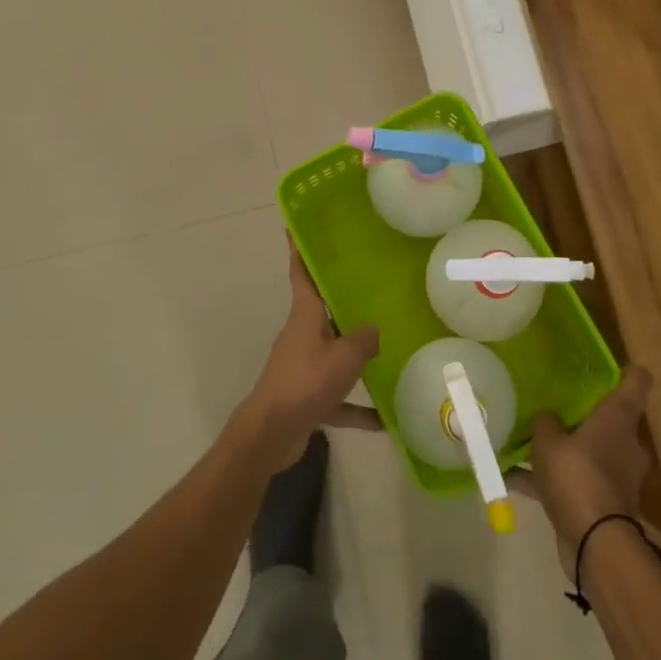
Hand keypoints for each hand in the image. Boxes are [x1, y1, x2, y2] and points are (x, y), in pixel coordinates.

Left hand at [236, 241, 382, 469]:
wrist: (271, 433)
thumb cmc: (306, 381)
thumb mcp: (345, 356)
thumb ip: (364, 339)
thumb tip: (374, 332)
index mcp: (305, 314)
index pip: (302, 272)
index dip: (300, 248)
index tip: (296, 225)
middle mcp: (303, 334)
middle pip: (324, 309)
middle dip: (344, 299)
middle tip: (373, 283)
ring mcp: (304, 365)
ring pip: (334, 351)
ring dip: (356, 355)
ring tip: (389, 348)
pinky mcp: (308, 395)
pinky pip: (338, 396)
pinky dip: (357, 406)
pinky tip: (385, 418)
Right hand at [516, 366, 653, 570]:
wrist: (595, 544)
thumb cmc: (577, 476)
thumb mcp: (549, 441)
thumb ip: (545, 422)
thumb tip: (547, 416)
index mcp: (619, 418)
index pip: (637, 381)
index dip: (625, 369)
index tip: (604, 365)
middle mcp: (625, 443)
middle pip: (610, 417)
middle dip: (583, 413)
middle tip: (552, 404)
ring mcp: (617, 475)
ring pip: (589, 450)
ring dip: (564, 449)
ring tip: (527, 443)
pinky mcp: (603, 502)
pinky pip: (574, 481)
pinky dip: (549, 481)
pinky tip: (514, 480)